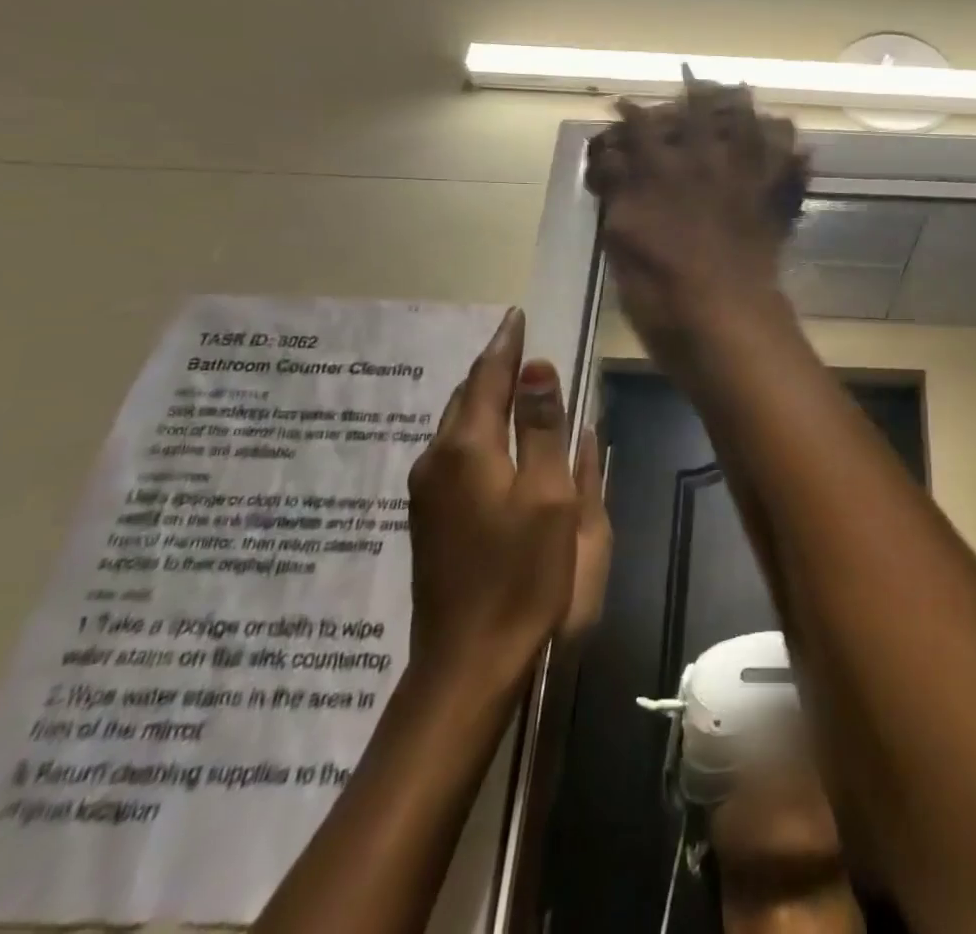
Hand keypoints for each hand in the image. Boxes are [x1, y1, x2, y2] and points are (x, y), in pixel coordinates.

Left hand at [406, 308, 611, 674]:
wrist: (468, 660)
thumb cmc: (522, 573)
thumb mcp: (549, 495)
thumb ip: (542, 428)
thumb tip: (537, 368)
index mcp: (467, 448)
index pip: (486, 378)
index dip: (506, 345)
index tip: (517, 316)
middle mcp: (437, 460)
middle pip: (464, 398)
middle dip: (491, 368)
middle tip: (518, 344)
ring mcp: (426, 491)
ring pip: (456, 426)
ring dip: (483, 399)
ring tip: (512, 384)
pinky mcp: (429, 517)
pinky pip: (454, 452)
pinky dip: (477, 429)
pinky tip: (495, 438)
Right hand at [585, 76, 808, 355]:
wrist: (722, 320)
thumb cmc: (660, 291)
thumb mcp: (621, 243)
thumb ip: (620, 197)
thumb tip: (616, 165)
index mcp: (661, 175)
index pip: (642, 130)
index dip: (632, 113)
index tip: (624, 103)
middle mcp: (705, 167)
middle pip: (702, 115)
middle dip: (696, 91)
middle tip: (693, 76)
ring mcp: (745, 182)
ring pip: (751, 129)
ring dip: (745, 108)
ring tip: (742, 91)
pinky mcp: (774, 204)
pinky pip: (792, 169)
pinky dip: (796, 157)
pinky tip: (798, 146)